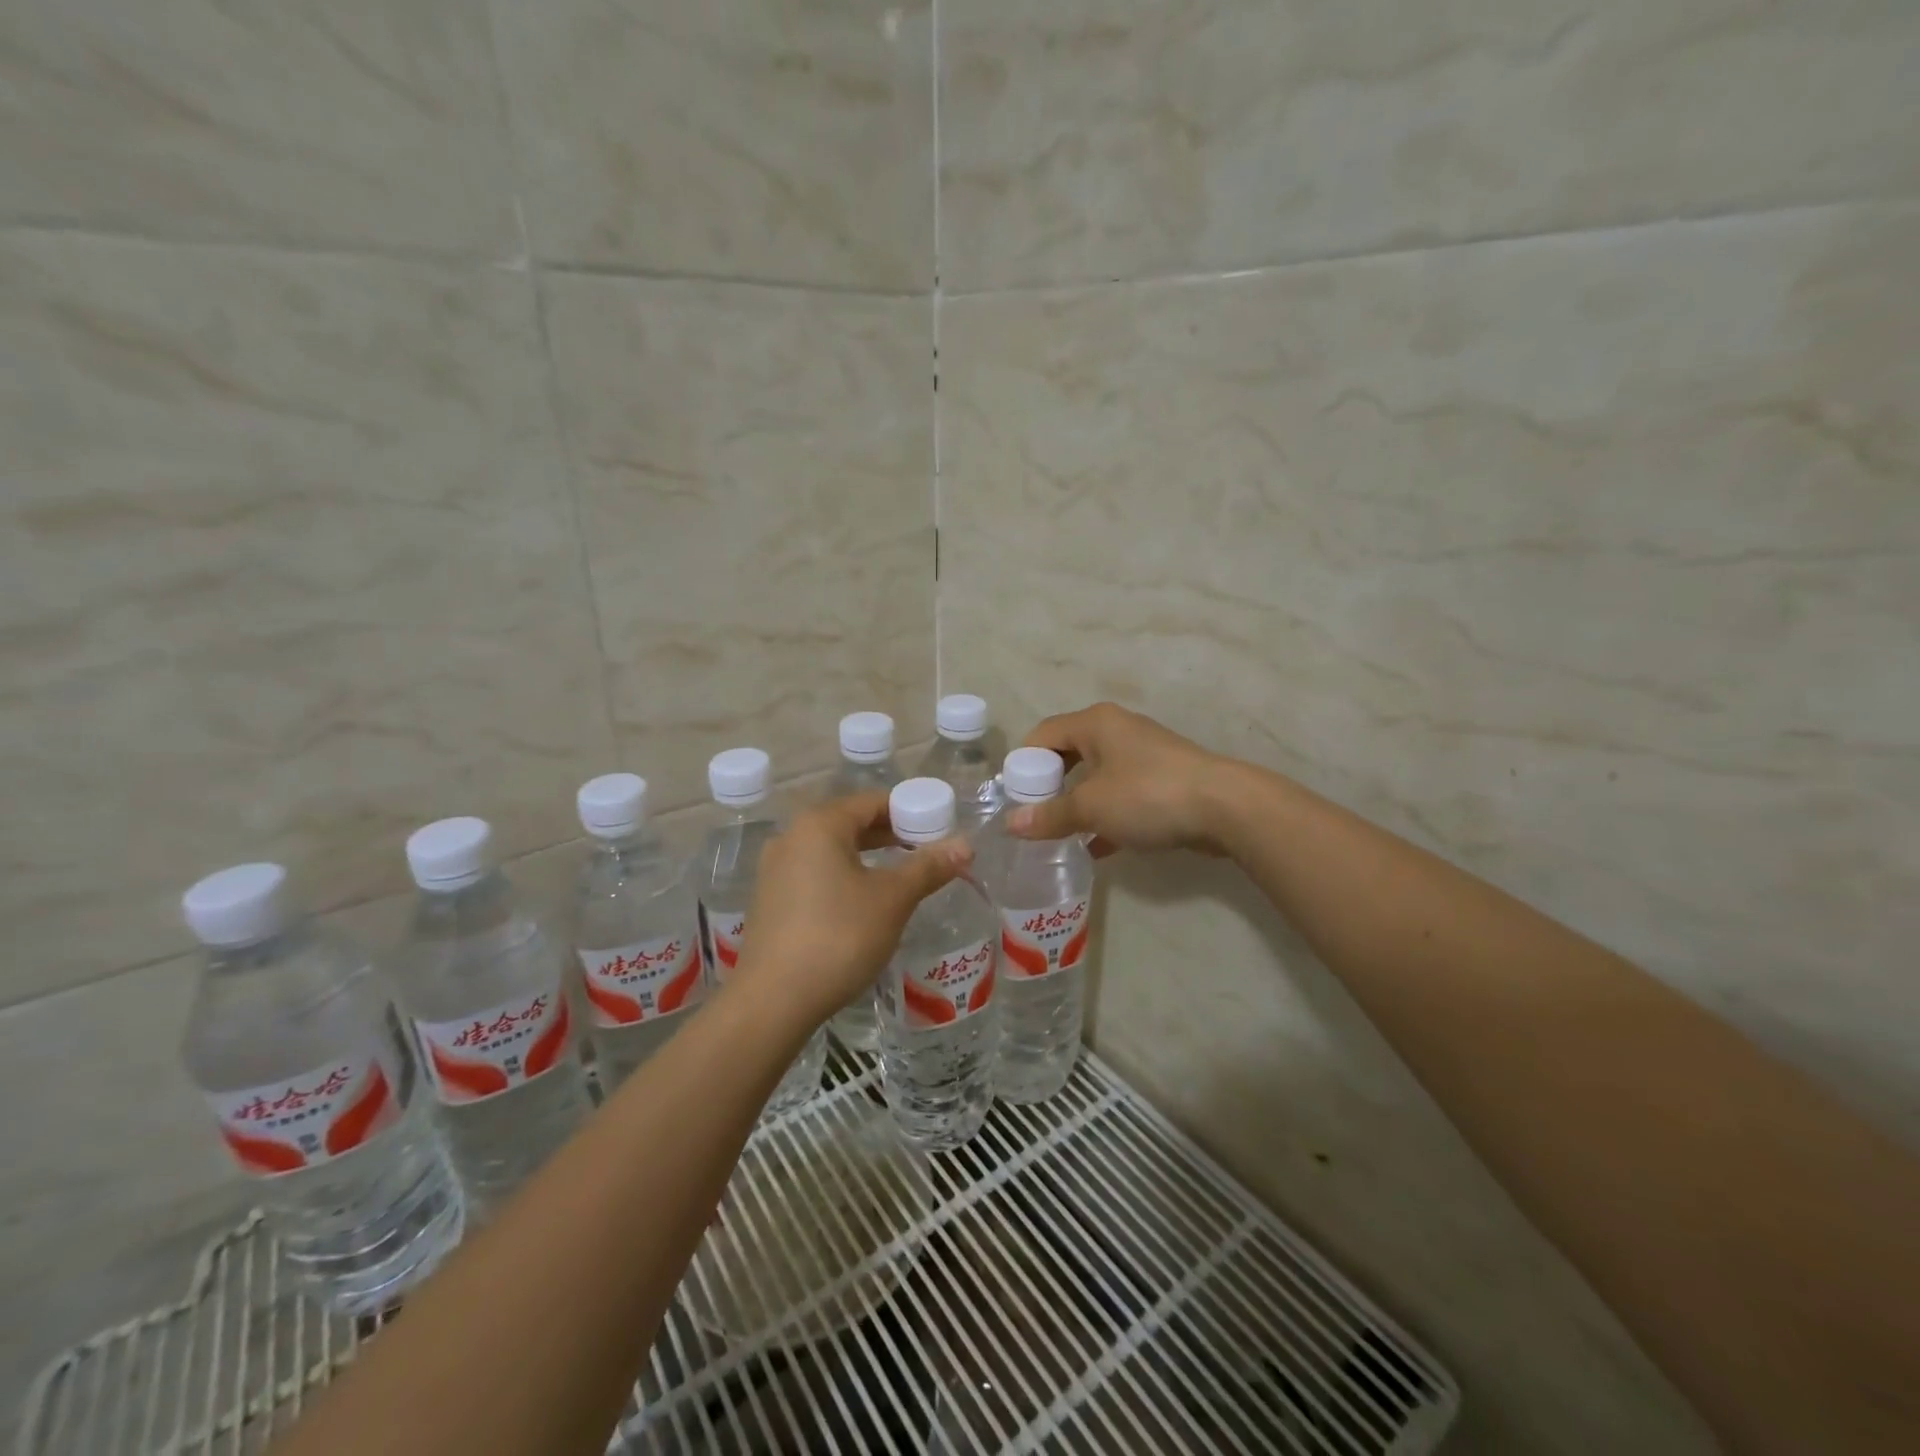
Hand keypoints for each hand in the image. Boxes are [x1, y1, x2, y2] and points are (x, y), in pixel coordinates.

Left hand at [730, 792, 971, 1026]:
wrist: (774, 1000)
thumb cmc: (839, 936)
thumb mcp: (892, 899)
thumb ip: (928, 867)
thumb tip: (965, 844)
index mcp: (820, 825)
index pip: (872, 802)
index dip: (909, 812)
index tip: (938, 830)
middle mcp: (791, 837)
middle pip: (850, 823)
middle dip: (890, 835)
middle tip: (926, 854)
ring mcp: (775, 869)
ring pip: (832, 851)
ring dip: (867, 858)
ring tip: (900, 878)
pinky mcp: (770, 900)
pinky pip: (814, 874)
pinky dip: (843, 878)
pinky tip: (862, 904)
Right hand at [1006, 702, 1231, 856]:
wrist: (1225, 807)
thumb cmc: (1148, 795)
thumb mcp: (1091, 807)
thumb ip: (1049, 815)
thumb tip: (1011, 824)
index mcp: (1095, 723)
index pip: (1043, 733)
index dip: (1024, 763)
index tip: (1014, 797)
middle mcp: (1117, 730)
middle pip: (1069, 753)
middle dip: (1050, 785)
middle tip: (1035, 816)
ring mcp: (1143, 755)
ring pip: (1097, 776)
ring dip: (1077, 803)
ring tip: (1060, 834)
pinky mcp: (1163, 780)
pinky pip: (1121, 794)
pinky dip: (1105, 816)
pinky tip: (1096, 848)